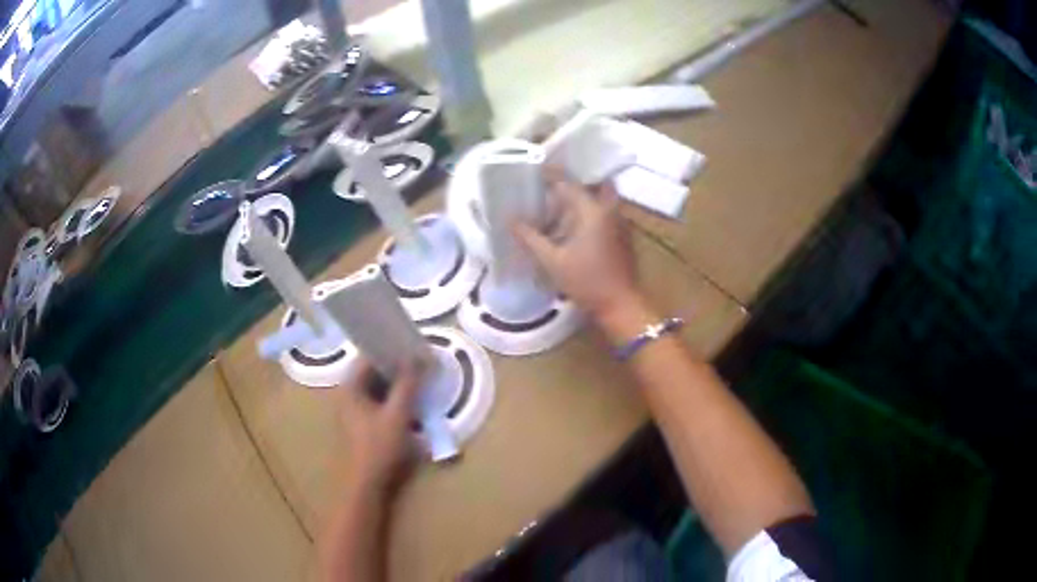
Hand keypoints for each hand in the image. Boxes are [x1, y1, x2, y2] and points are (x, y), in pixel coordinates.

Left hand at [339, 360, 420, 496]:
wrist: (367, 484)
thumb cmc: (379, 447)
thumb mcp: (397, 414)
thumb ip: (407, 385)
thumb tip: (417, 357)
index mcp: (350, 387)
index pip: (368, 356)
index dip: (390, 349)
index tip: (413, 346)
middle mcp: (348, 394)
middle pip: (373, 372)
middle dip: (397, 368)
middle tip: (421, 363)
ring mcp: (354, 410)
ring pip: (378, 388)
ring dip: (397, 385)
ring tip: (420, 381)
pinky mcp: (362, 424)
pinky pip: (379, 402)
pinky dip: (394, 400)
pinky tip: (412, 403)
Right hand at [514, 169, 640, 321]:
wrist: (620, 305)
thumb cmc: (586, 281)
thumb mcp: (552, 261)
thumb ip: (531, 238)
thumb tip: (511, 221)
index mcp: (593, 211)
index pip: (569, 184)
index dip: (552, 175)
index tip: (536, 170)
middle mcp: (610, 210)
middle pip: (596, 184)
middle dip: (578, 181)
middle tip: (557, 184)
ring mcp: (620, 223)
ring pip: (604, 198)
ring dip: (586, 196)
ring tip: (562, 203)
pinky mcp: (623, 236)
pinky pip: (608, 213)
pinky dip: (593, 211)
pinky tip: (576, 225)